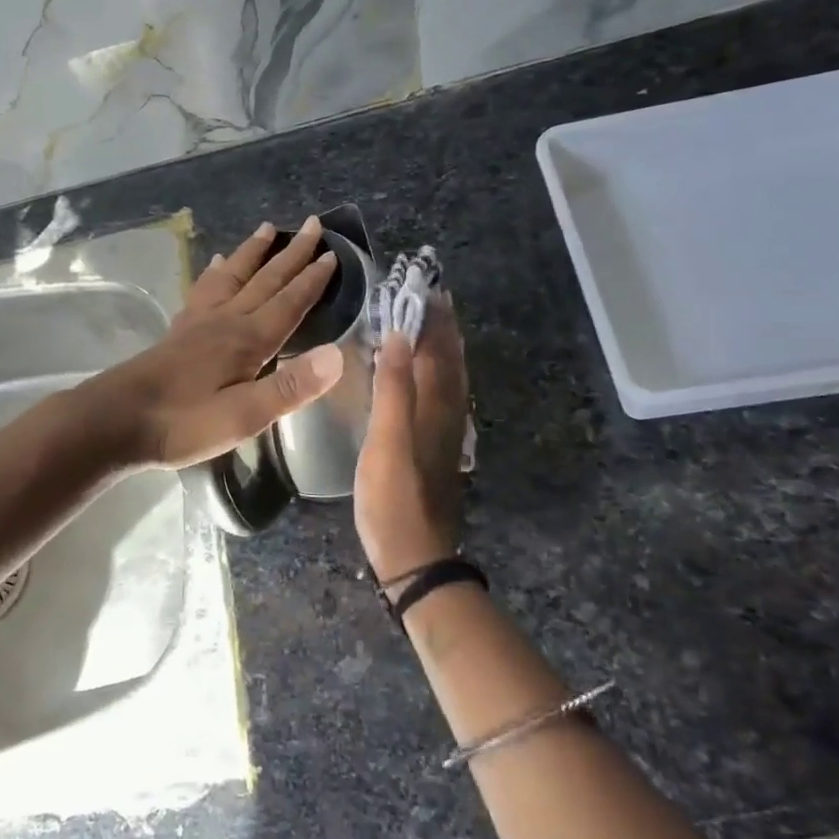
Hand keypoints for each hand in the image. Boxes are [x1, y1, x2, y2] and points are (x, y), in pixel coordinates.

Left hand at [82, 218, 344, 469]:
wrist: (116, 420)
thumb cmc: (183, 423)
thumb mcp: (243, 417)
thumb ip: (289, 388)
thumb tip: (336, 355)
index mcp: (247, 340)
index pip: (288, 302)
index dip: (312, 280)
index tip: (333, 254)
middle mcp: (226, 320)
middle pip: (265, 280)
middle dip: (292, 254)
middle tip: (314, 224)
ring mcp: (199, 322)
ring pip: (233, 276)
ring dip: (253, 252)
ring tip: (268, 228)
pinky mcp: (179, 331)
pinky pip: (204, 290)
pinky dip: (215, 272)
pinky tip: (215, 263)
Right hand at [355, 291, 469, 583]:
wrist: (414, 555)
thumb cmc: (393, 497)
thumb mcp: (387, 440)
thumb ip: (393, 388)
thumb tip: (400, 335)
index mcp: (435, 405)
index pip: (438, 349)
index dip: (433, 317)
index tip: (426, 284)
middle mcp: (448, 413)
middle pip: (451, 359)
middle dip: (443, 325)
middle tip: (433, 294)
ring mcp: (445, 432)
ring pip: (451, 377)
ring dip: (444, 346)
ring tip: (432, 323)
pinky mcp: (437, 447)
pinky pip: (443, 394)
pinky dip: (439, 372)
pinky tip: (428, 376)